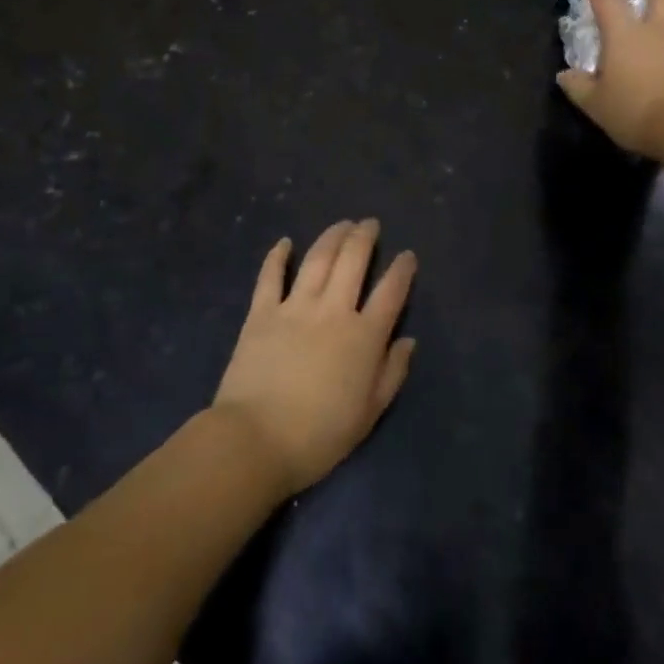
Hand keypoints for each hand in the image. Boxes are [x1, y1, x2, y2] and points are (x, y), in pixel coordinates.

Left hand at [211, 220, 416, 495]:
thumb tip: (408, 340)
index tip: (407, 255)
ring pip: (318, 259)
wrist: (256, 439)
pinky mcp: (262, 312)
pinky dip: (278, 256)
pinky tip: (285, 242)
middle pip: (353, 261)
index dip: (402, 270)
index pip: (390, 292)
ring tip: (342, 224)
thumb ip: (392, 373)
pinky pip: (271, 276)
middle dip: (365, 237)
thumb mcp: (369, 414)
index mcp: (364, 337)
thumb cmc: (319, 435)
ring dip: (332, 237)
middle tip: (370, 224)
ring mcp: (295, 307)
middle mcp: (333, 311)